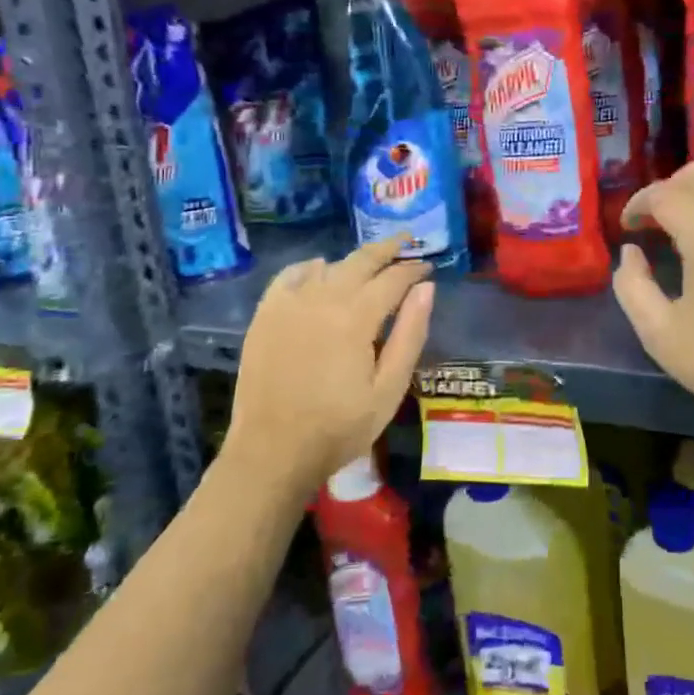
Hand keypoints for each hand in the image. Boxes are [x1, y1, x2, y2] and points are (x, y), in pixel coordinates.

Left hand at [226, 240, 434, 491]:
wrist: (272, 453)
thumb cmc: (339, 428)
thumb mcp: (388, 389)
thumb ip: (410, 335)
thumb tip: (426, 288)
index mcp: (356, 318)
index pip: (393, 278)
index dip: (413, 269)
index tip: (427, 268)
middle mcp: (322, 299)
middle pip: (360, 261)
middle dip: (387, 249)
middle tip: (405, 241)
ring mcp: (289, 304)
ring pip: (328, 266)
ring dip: (352, 261)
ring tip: (369, 264)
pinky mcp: (266, 315)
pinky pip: (290, 276)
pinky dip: (309, 268)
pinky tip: (319, 271)